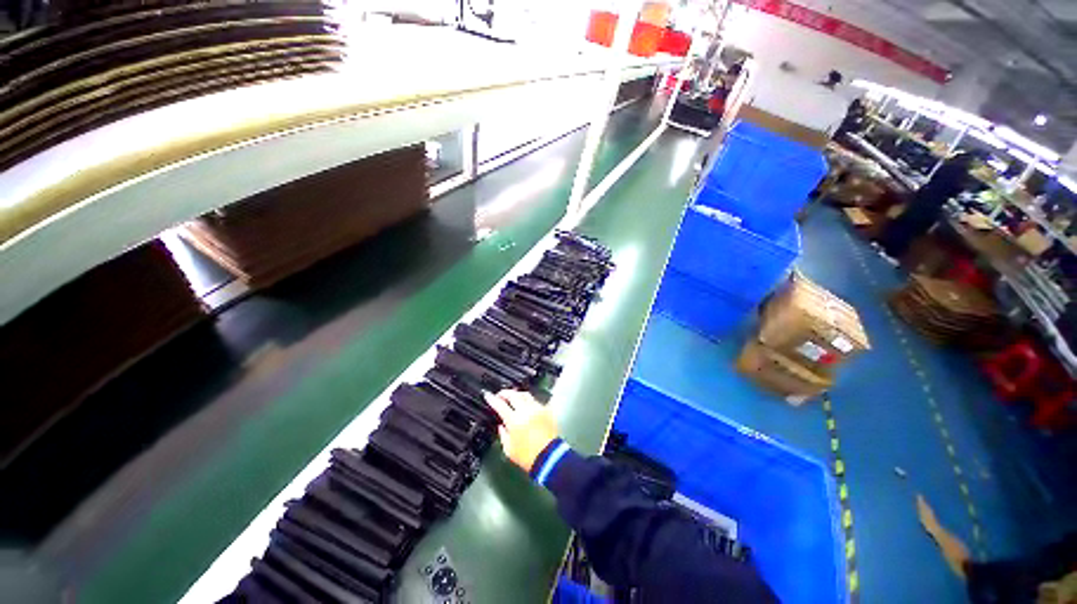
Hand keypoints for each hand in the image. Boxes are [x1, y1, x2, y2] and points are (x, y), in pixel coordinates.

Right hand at [483, 390, 558, 472]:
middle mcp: (526, 411)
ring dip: (517, 394)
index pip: (500, 404)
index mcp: (514, 420)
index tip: (488, 396)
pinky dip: (528, 401)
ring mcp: (537, 409)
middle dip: (504, 393)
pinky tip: (526, 406)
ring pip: (525, 394)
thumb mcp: (509, 449)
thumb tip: (501, 426)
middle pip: (513, 394)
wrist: (549, 458)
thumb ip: (503, 434)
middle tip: (500, 395)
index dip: (492, 399)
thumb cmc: (528, 457)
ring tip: (513, 398)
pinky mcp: (546, 411)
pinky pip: (535, 401)